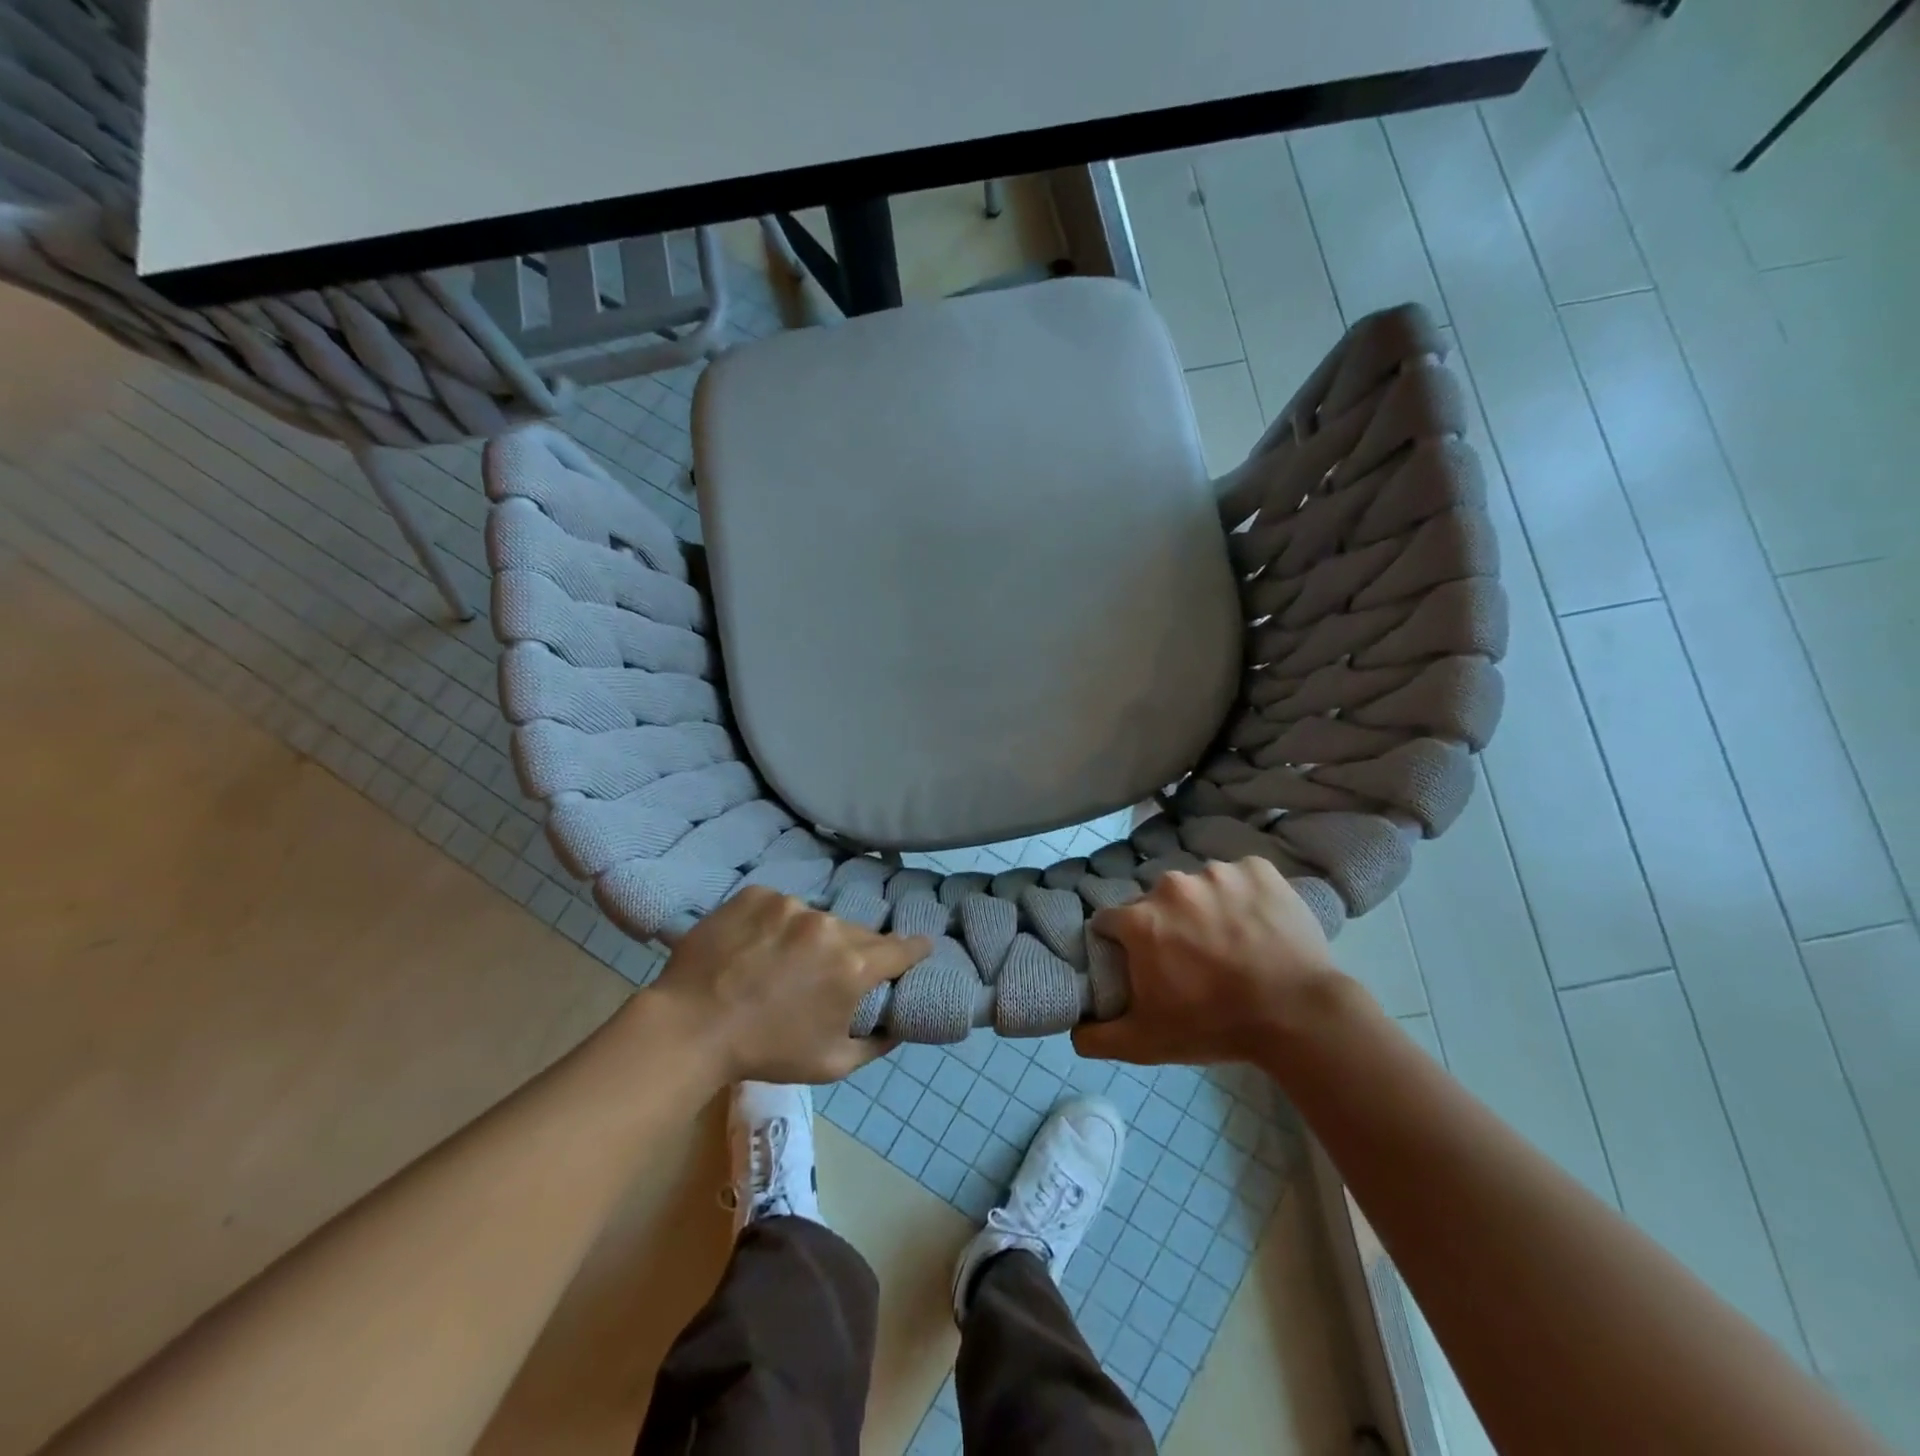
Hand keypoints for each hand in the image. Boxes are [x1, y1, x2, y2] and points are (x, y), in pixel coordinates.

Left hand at [648, 887, 929, 1083]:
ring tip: (785, 962)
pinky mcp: (758, 894)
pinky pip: (780, 906)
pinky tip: (756, 946)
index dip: (914, 950)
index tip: (921, 947)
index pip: (901, 949)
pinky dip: (776, 923)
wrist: (690, 1027)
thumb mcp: (831, 1064)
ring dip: (811, 937)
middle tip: (833, 972)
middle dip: (854, 951)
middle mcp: (828, 926)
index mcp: (853, 965)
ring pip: (817, 919)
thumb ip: (876, 1044)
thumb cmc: (765, 1052)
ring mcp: (790, 905)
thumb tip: (898, 1025)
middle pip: (857, 933)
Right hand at [1073, 858, 1354, 1066]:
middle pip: (1156, 902)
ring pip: (1199, 887)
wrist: (1298, 1014)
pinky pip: (1240, 876)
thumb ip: (1098, 1037)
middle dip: (1166, 924)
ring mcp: (1217, 872)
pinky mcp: (1258, 868)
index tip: (1140, 961)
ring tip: (1231, 941)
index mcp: (1140, 919)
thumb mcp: (1147, 1044)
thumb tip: (1073, 1030)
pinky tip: (1258, 922)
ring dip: (1206, 907)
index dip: (1120, 942)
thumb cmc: (1215, 1025)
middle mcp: (1172, 885)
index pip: (1111, 921)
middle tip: (1192, 957)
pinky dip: (1244, 894)